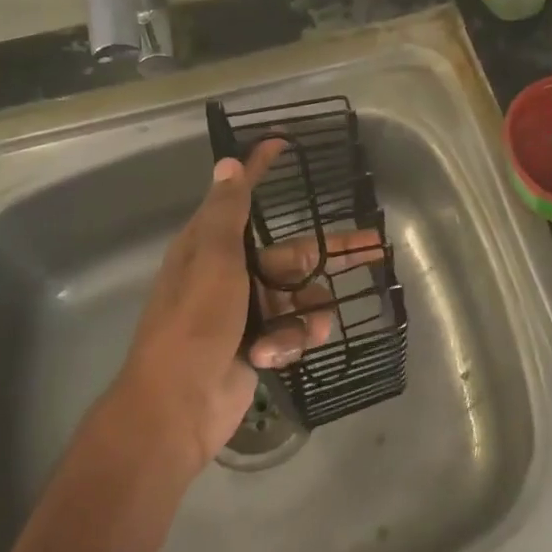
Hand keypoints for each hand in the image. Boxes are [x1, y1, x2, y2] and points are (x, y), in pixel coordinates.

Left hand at [112, 141, 377, 472]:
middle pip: (293, 253)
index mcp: (212, 246)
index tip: (284, 144)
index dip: (261, 169)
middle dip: (330, 254)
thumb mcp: (212, 260)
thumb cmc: (195, 323)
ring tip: (308, 329)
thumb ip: (226, 213)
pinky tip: (275, 354)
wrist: (177, 407)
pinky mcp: (258, 345)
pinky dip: (289, 340)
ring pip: (298, 297)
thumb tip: (228, 163)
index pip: (242, 196)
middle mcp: (231, 273)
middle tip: (375, 248)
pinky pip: (291, 330)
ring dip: (307, 312)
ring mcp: (246, 312)